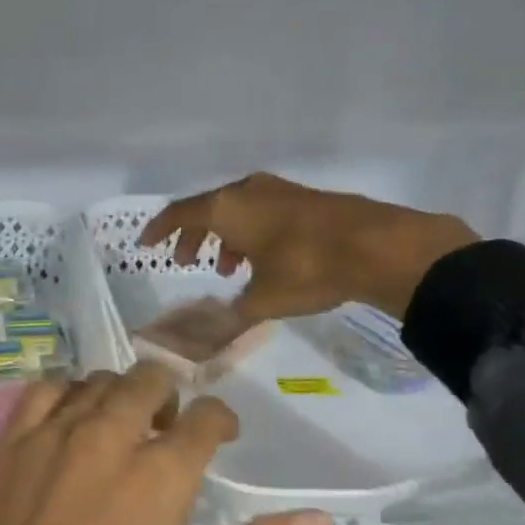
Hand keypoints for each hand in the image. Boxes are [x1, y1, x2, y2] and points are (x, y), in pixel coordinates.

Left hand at [0, 363, 331, 524]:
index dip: (219, 420)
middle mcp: (106, 438)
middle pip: (148, 381)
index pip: (204, 418)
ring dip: (119, 394)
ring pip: (96, 381)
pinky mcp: (6, 444)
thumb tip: (318, 520)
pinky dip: (66, 395)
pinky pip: (43, 391)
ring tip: (120, 428)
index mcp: (158, 477)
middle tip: (168, 432)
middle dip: (170, 397)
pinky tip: (68, 425)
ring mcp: (49, 435)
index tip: (220, 435)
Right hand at [139, 172, 477, 320]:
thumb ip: (232, 314)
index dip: (159, 230)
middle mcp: (247, 191)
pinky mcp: (304, 198)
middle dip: (193, 236)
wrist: (378, 245)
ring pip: (237, 210)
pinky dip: (250, 233)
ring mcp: (278, 191)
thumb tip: (211, 333)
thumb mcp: (263, 300)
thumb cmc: (307, 268)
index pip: (179, 213)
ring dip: (224, 237)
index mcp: (227, 207)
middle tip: (187, 262)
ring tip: (227, 268)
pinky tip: (263, 261)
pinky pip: (261, 212)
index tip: (146, 245)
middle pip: (207, 209)